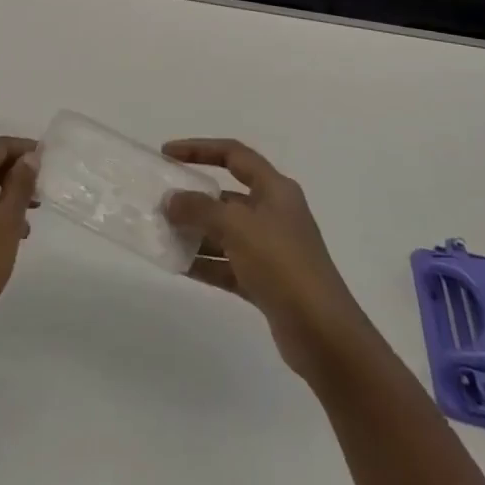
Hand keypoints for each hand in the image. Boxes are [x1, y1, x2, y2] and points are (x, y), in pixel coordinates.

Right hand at [162, 138, 372, 381]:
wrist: (323, 336)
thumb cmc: (282, 265)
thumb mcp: (237, 227)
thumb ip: (199, 209)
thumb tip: (170, 200)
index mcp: (275, 190)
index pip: (234, 155)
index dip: (200, 149)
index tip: (167, 153)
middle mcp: (274, 213)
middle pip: (227, 195)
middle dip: (193, 197)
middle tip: (160, 201)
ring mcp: (271, 250)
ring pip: (225, 232)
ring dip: (195, 232)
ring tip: (161, 235)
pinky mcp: (266, 282)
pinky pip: (227, 264)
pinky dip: (204, 263)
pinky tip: (177, 266)